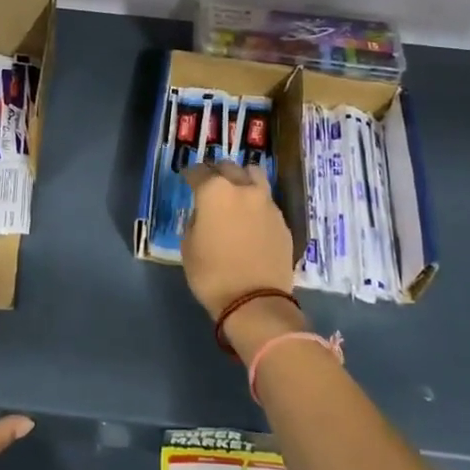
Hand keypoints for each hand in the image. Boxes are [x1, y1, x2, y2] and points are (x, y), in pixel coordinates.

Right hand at [181, 162, 305, 359]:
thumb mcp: (188, 247)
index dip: (190, 175)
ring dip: (242, 178)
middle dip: (217, 172)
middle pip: (228, 167)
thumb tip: (203, 215)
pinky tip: (250, 218)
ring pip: (254, 176)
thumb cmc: (212, 275)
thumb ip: (195, 221)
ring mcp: (267, 203)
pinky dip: (256, 202)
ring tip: (236, 192)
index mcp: (214, 191)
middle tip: (210, 183)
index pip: (198, 171)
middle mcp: (243, 189)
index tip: (187, 179)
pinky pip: (266, 201)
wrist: (256, 302)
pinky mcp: (282, 220)